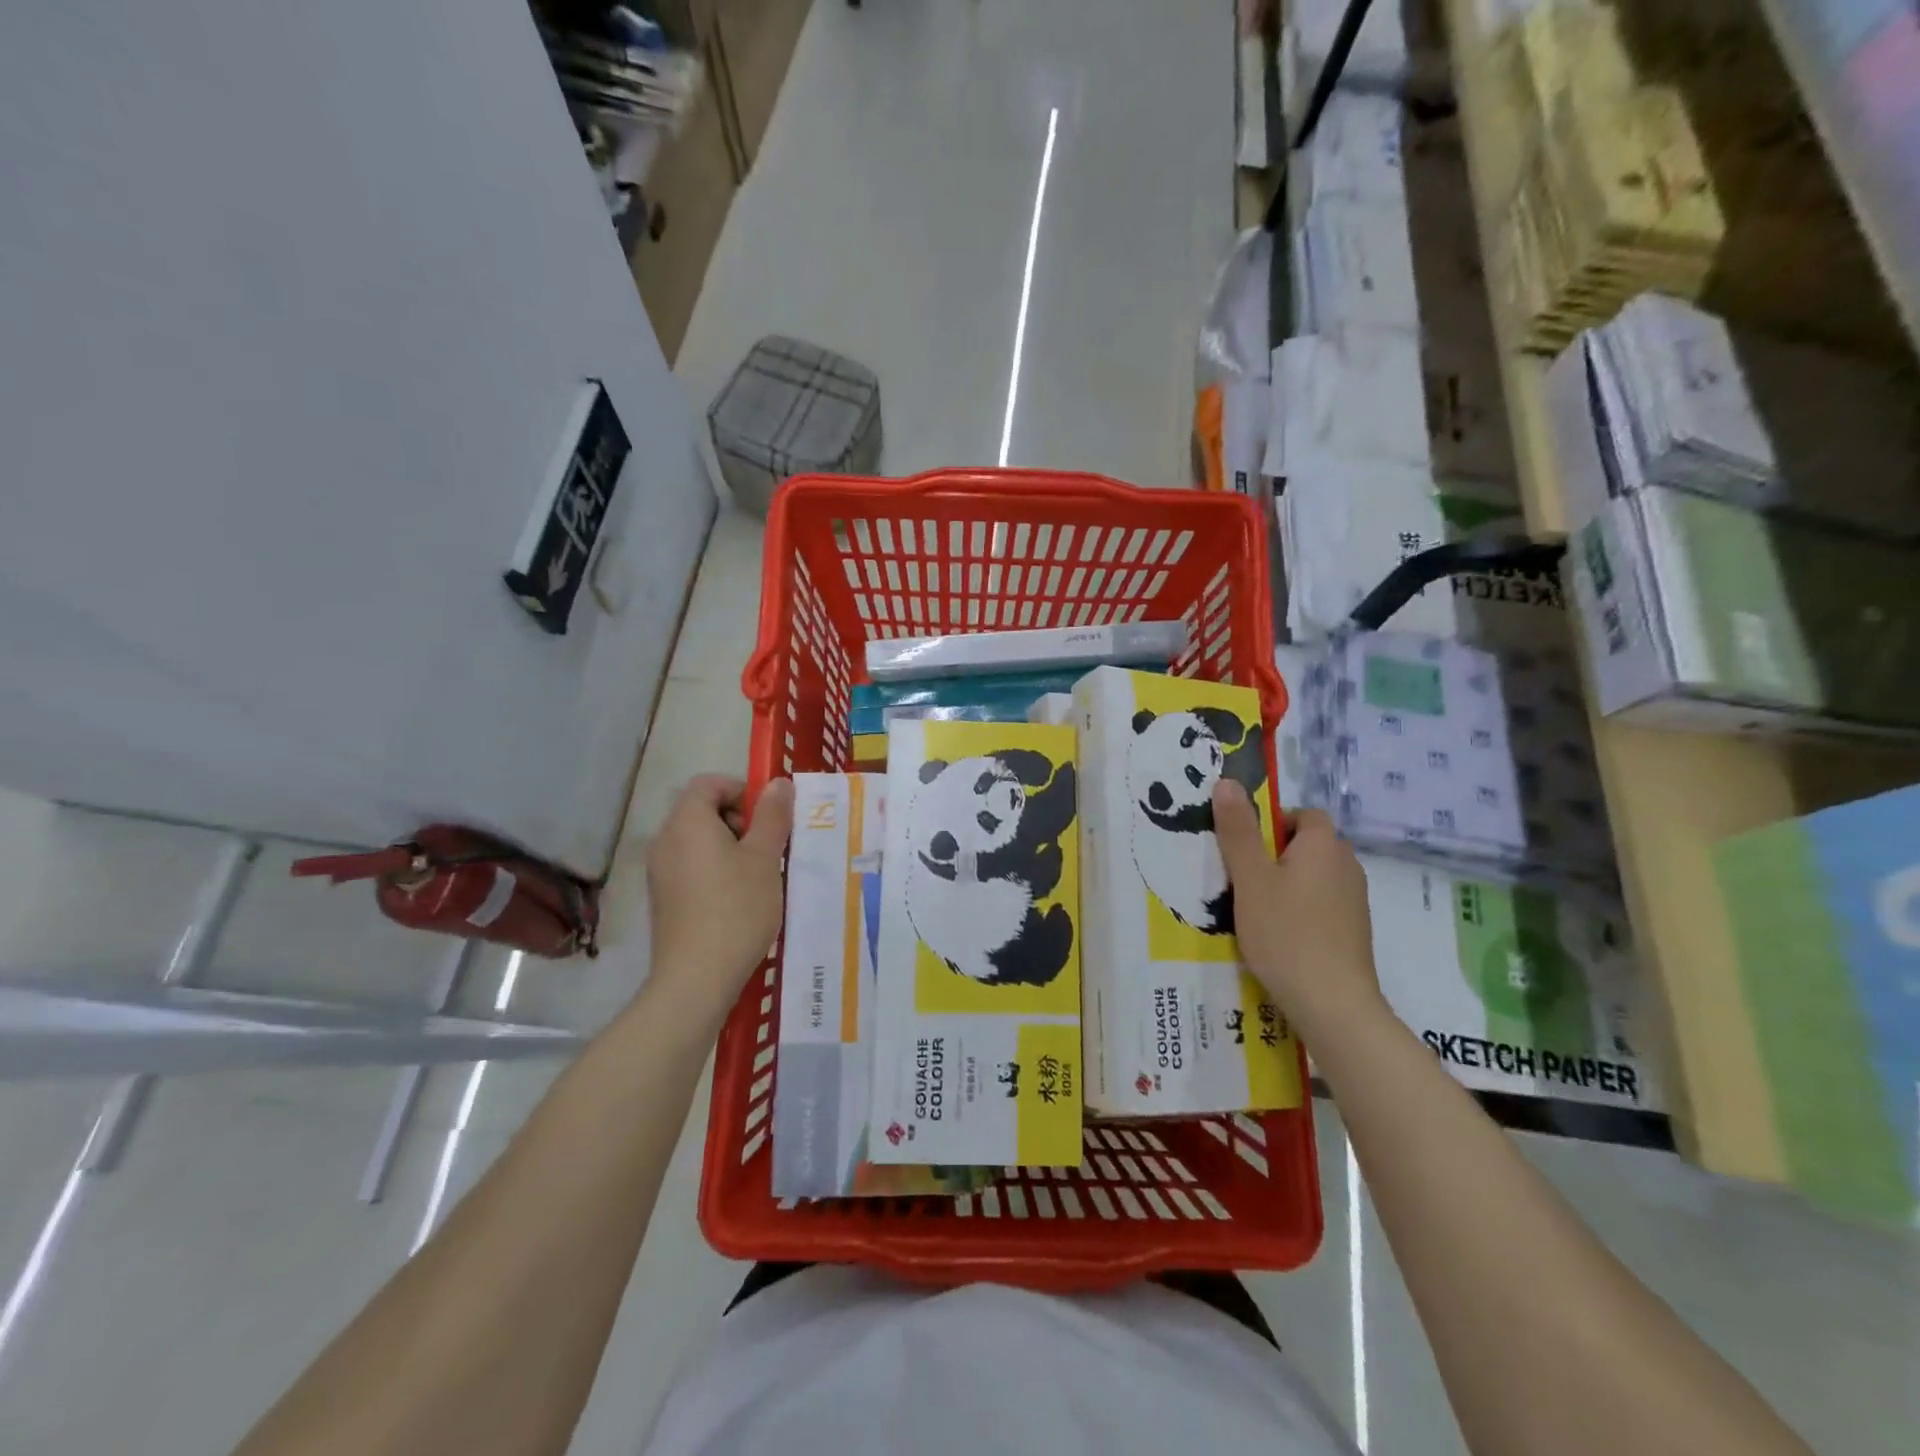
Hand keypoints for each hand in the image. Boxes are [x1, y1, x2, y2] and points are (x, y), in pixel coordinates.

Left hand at [645, 776, 793, 1019]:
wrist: (696, 978)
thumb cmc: (737, 908)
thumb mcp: (764, 857)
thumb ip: (772, 816)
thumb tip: (778, 783)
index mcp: (687, 822)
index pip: (709, 783)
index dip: (741, 790)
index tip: (768, 817)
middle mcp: (666, 840)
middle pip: (702, 811)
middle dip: (739, 821)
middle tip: (768, 848)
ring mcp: (660, 872)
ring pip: (698, 842)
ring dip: (730, 848)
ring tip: (759, 877)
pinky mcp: (663, 900)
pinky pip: (691, 868)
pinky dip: (715, 871)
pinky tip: (739, 901)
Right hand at [1212, 783, 1384, 1035]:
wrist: (1332, 1005)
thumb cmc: (1286, 933)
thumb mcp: (1250, 879)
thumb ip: (1238, 830)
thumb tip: (1227, 781)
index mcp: (1324, 845)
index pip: (1302, 814)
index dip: (1272, 824)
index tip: (1244, 850)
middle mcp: (1347, 865)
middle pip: (1307, 845)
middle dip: (1274, 856)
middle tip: (1241, 881)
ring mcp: (1355, 901)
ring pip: (1313, 877)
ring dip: (1286, 885)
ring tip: (1255, 912)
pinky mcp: (1354, 931)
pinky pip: (1322, 905)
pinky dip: (1301, 911)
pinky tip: (1279, 937)